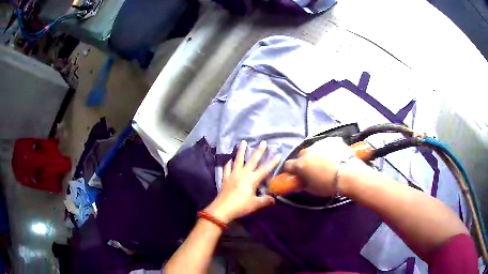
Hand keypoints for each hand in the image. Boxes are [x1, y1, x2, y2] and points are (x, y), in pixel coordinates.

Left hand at [205, 140, 280, 222]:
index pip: (265, 169)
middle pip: (252, 160)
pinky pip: (227, 168)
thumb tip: (274, 199)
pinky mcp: (225, 178)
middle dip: (259, 151)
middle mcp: (243, 174)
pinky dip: (229, 163)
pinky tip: (230, 160)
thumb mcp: (255, 204)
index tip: (278, 154)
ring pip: (238, 160)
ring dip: (241, 151)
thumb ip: (266, 200)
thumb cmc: (241, 206)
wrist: (222, 209)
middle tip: (263, 142)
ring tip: (243, 142)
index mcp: (252, 180)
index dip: (272, 162)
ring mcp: (233, 175)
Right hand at [284, 137, 365, 196]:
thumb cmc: (329, 185)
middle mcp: (307, 151)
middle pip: (302, 155)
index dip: (291, 170)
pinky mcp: (331, 139)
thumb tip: (300, 182)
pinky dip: (328, 149)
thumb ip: (303, 184)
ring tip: (327, 162)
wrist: (348, 173)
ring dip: (317, 154)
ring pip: (314, 149)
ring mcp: (319, 143)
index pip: (288, 165)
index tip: (296, 174)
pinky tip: (336, 156)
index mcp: (300, 164)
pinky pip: (326, 144)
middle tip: (314, 169)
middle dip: (305, 161)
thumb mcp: (313, 189)